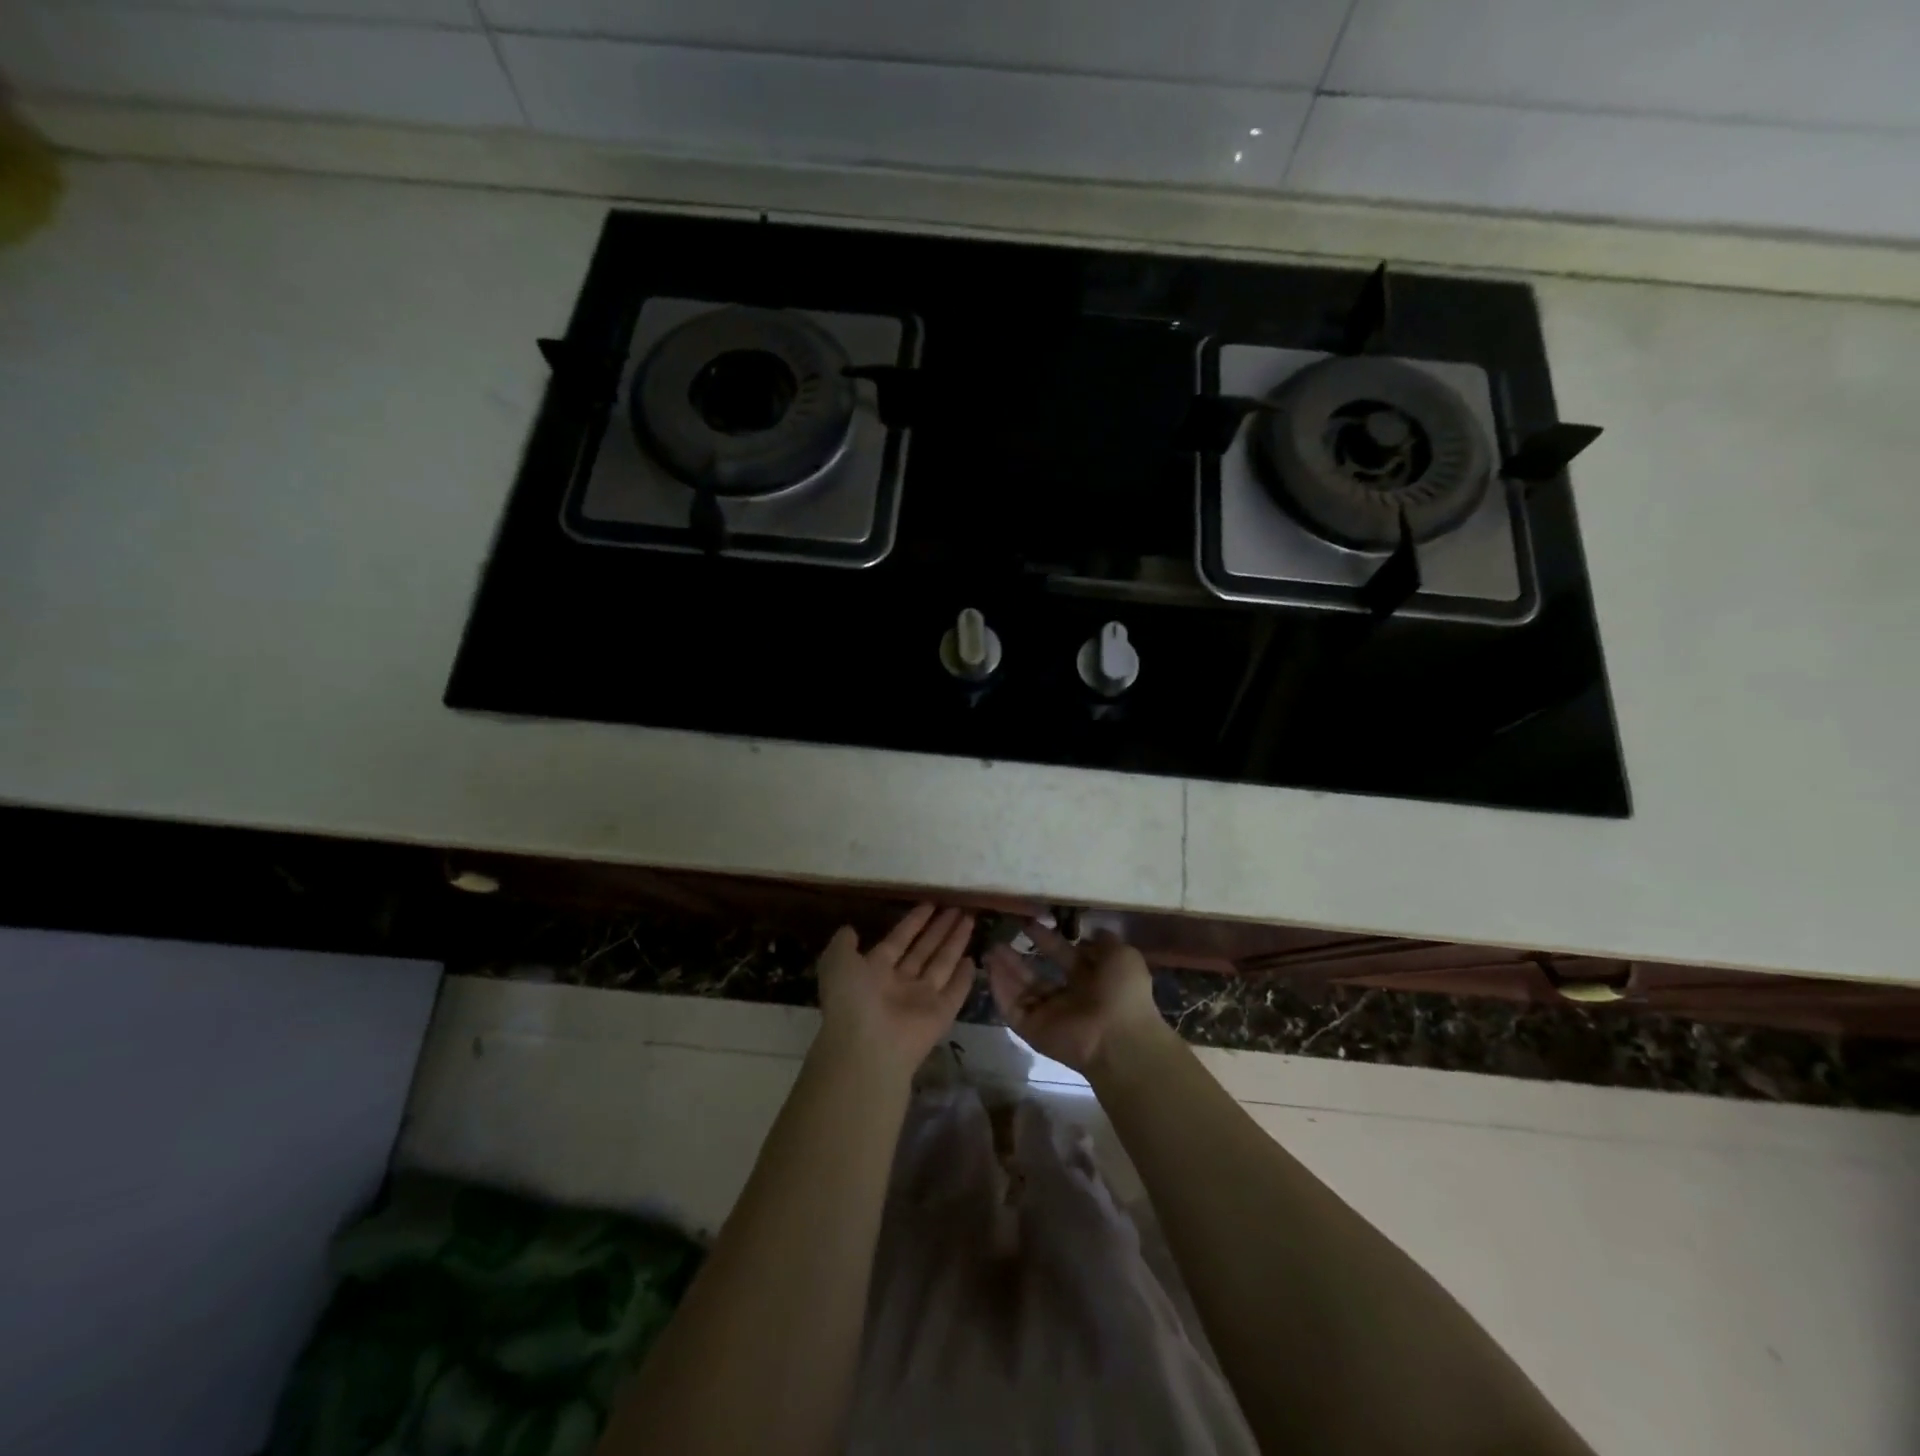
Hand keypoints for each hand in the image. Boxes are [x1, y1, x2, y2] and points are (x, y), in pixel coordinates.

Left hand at [815, 904, 977, 1082]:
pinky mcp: (940, 1015)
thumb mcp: (837, 962)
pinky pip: (955, 992)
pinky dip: (964, 977)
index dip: (914, 922)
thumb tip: (850, 929)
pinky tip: (974, 958)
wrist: (867, 1046)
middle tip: (957, 907)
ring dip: (955, 942)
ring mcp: (921, 1000)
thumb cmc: (852, 999)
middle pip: (924, 950)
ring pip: (942, 965)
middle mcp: (899, 984)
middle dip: (939, 929)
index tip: (930, 903)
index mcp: (875, 971)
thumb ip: (843, 944)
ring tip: (969, 918)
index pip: (899, 940)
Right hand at [985, 922, 1166, 1074]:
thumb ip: (1106, 942)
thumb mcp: (1123, 956)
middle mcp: (1068, 997)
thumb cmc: (1123, 993)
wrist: (1118, 1039)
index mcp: (1090, 980)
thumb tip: (1094, 930)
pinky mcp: (1033, 1030)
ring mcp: (1048, 1015)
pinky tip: (990, 968)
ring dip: (1005, 969)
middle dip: (1018, 956)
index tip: (1028, 922)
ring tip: (989, 948)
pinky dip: (1000, 990)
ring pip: (1021, 990)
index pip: (1062, 955)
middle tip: (999, 936)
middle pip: (1036, 974)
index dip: (1046, 939)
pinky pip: (1012, 1008)